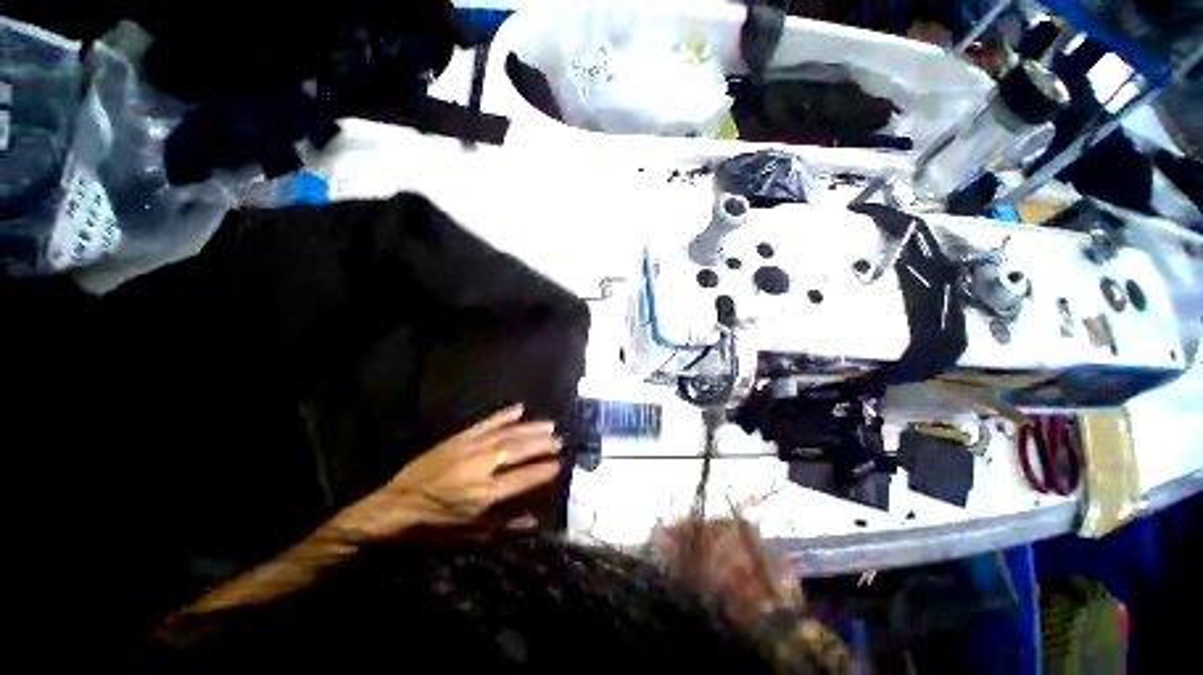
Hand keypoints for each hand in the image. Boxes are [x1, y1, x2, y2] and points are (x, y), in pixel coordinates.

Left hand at [331, 404, 562, 538]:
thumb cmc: (433, 527)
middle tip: (559, 439)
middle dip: (542, 444)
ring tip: (549, 425)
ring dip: (530, 428)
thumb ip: (503, 527)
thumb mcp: (468, 535)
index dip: (544, 469)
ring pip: (507, 434)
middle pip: (518, 451)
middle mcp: (481, 467)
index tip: (559, 463)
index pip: (523, 478)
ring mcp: (470, 449)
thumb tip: (533, 521)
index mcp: (484, 494)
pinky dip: (503, 415)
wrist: (393, 507)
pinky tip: (518, 408)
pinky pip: (486, 423)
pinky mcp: (458, 438)